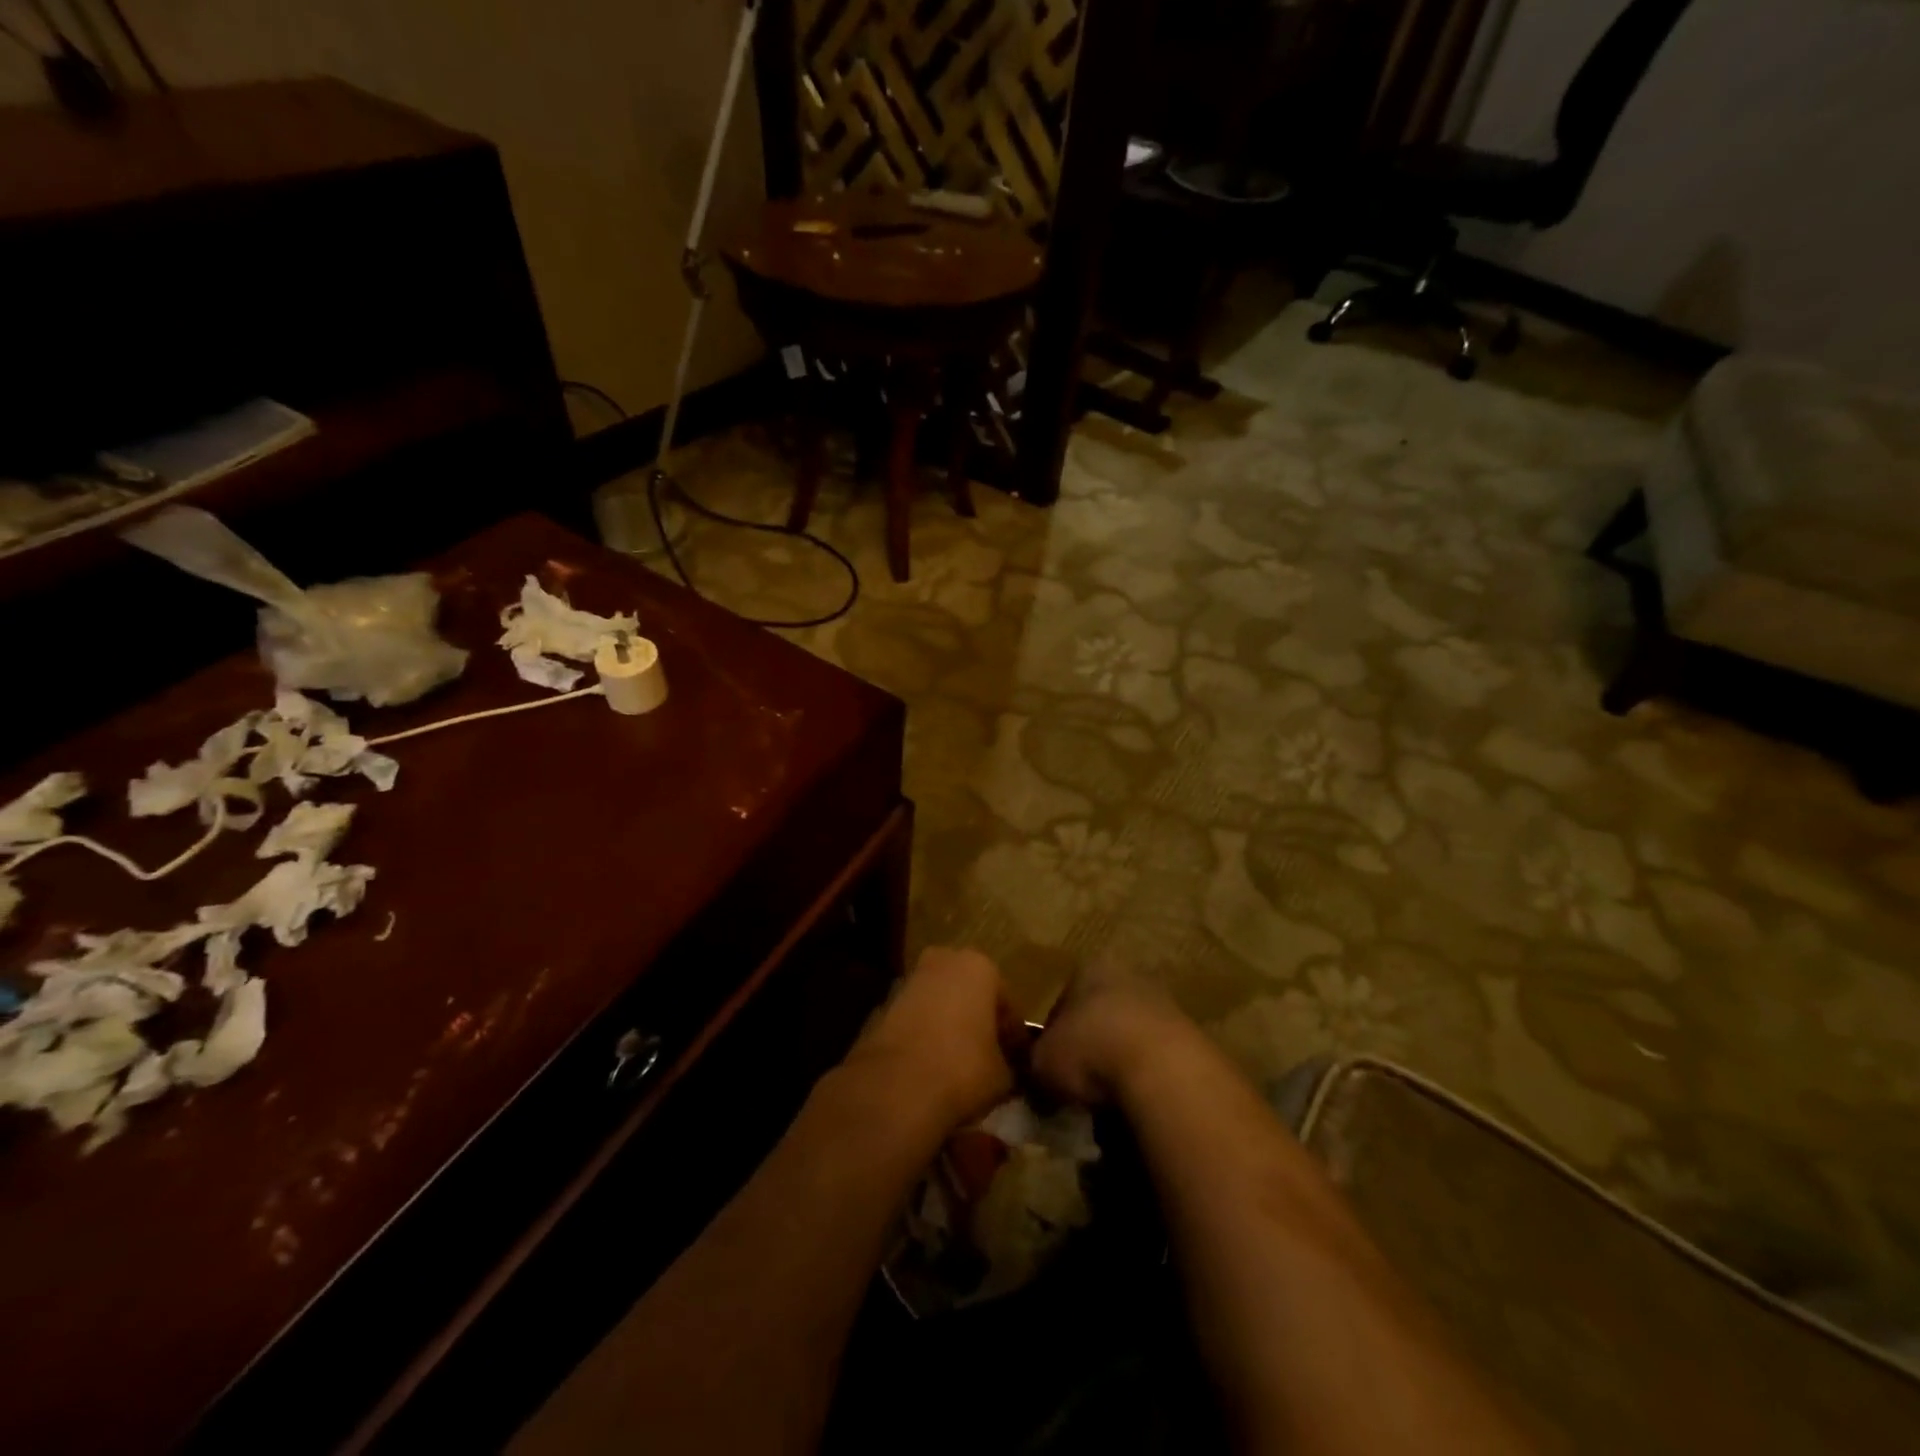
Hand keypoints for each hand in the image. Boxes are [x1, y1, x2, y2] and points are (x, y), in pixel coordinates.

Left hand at [852, 947, 1017, 1127]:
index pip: (1007, 1003)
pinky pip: (913, 1020)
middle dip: (978, 1022)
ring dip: (948, 1027)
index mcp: (979, 967)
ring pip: (939, 1004)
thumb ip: (1010, 1065)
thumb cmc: (962, 1069)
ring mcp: (907, 981)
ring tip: (956, 1067)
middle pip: (969, 995)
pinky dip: (922, 1037)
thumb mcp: (1004, 1076)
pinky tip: (927, 1068)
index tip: (1016, 1064)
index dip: (1013, 1037)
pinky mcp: (881, 1005)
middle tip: (987, 1059)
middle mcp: (942, 961)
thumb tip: (1008, 1070)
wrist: (894, 1088)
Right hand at [1032, 955, 1196, 1106]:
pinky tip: (1138, 1106)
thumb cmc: (1089, 1050)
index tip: (1050, 1067)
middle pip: (1101, 1016)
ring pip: (1131, 1039)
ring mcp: (1166, 1006)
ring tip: (1108, 1103)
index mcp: (1090, 969)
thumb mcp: (1041, 1063)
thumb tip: (1037, 1076)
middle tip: (1079, 1085)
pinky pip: (1158, 1063)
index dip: (1054, 1036)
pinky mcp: (1193, 1040)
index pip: (1063, 1000)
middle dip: (1091, 1048)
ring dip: (1121, 1065)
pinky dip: (1147, 1081)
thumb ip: (1036, 1065)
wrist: (1162, 1071)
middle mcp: (1130, 977)